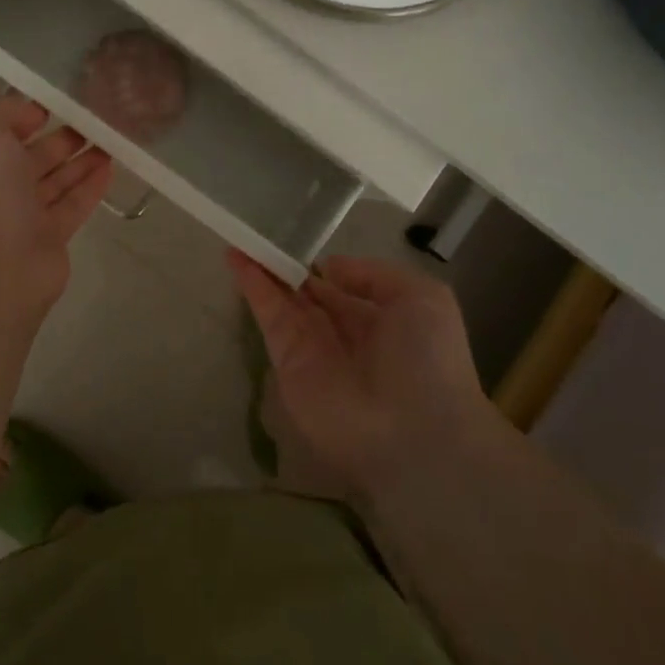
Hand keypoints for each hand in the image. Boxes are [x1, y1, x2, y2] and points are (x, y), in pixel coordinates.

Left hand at [0, 96, 112, 328]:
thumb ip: (3, 109)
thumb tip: (30, 116)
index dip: (23, 113)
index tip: (56, 101)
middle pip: (30, 155)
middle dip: (60, 136)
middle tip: (94, 119)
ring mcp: (19, 215)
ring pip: (54, 179)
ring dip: (80, 158)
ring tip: (110, 137)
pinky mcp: (48, 238)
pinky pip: (72, 205)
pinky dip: (90, 185)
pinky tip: (110, 167)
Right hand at [229, 251, 503, 507]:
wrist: (414, 433)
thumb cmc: (427, 360)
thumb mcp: (421, 297)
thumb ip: (374, 275)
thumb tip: (328, 268)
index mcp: (378, 319)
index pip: (340, 287)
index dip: (319, 266)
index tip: (296, 237)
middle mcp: (342, 332)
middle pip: (305, 292)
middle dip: (285, 265)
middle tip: (259, 231)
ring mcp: (311, 347)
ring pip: (282, 299)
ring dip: (261, 268)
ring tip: (240, 235)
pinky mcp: (287, 361)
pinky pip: (268, 316)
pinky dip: (252, 286)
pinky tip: (236, 257)